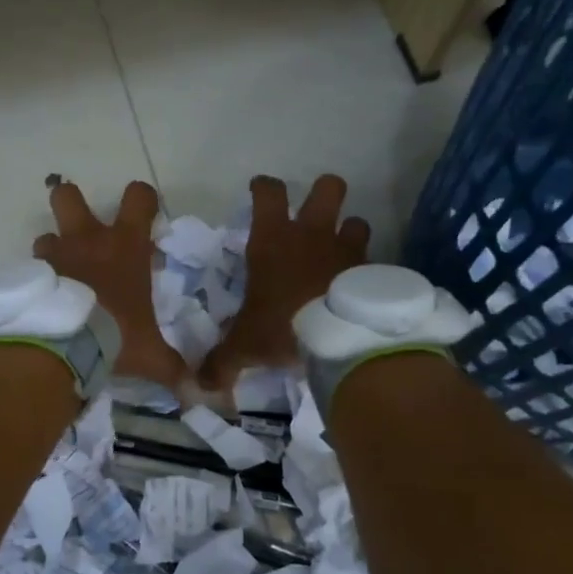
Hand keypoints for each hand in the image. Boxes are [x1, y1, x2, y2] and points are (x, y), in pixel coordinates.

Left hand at [34, 180, 187, 388]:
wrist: (64, 345)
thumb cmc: (116, 335)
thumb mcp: (150, 355)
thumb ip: (173, 369)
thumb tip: (198, 394)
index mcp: (125, 246)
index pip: (138, 197)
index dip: (142, 200)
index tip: (145, 216)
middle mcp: (86, 240)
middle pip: (68, 195)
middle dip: (72, 203)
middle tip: (81, 230)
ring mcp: (53, 255)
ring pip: (45, 235)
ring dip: (52, 251)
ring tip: (60, 278)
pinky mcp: (29, 276)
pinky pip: (31, 269)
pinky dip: (37, 282)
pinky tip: (43, 304)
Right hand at [198, 174, 369, 390]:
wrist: (342, 337)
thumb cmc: (284, 325)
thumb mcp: (245, 346)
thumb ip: (222, 362)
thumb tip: (200, 386)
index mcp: (273, 240)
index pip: (268, 193)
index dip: (264, 187)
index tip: (260, 190)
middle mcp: (312, 234)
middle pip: (328, 187)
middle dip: (323, 192)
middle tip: (315, 213)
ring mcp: (347, 249)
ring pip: (356, 221)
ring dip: (349, 232)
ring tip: (341, 253)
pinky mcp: (373, 271)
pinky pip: (373, 261)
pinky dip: (367, 271)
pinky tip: (359, 290)